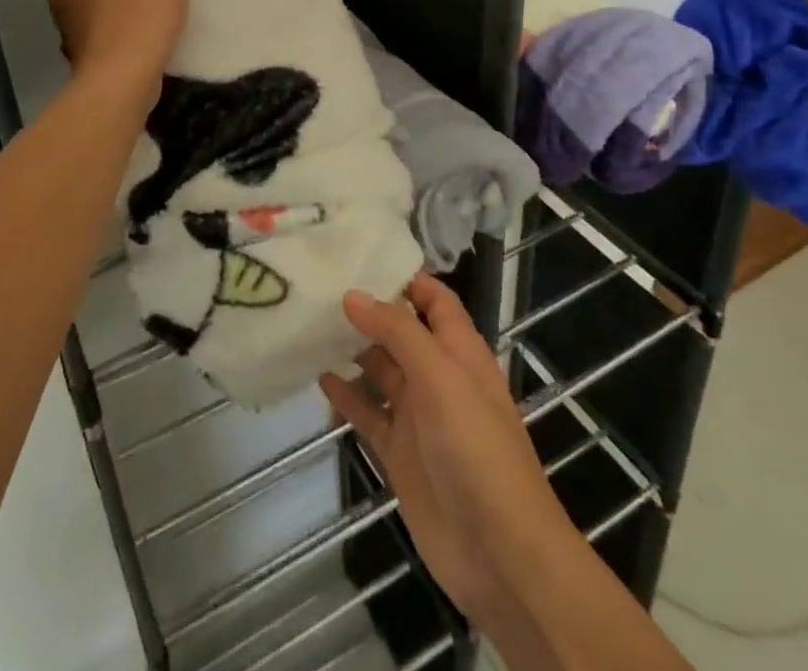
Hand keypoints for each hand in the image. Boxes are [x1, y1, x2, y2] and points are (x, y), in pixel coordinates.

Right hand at [320, 276, 572, 629]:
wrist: (499, 553)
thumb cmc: (477, 449)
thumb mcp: (441, 377)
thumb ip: (398, 332)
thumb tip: (353, 293)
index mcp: (460, 351)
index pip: (434, 299)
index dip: (405, 276)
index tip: (360, 255)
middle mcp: (438, 376)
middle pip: (401, 331)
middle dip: (368, 309)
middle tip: (319, 284)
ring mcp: (418, 416)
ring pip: (381, 370)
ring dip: (352, 349)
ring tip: (308, 322)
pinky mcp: (399, 453)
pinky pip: (368, 414)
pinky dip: (346, 396)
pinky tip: (317, 377)